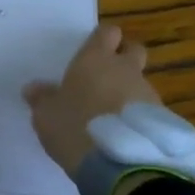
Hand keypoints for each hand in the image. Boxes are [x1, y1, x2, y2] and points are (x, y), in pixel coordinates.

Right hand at [23, 22, 160, 174]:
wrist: (118, 161)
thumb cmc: (74, 127)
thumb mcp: (46, 115)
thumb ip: (41, 98)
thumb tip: (33, 88)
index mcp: (95, 59)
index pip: (107, 32)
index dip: (102, 39)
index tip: (94, 50)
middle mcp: (125, 69)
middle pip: (134, 49)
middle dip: (124, 57)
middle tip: (107, 75)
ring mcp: (146, 92)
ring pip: (141, 81)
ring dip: (129, 91)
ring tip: (113, 115)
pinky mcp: (160, 117)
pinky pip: (148, 108)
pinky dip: (138, 115)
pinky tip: (125, 134)